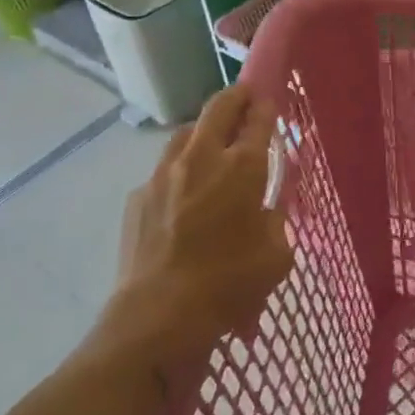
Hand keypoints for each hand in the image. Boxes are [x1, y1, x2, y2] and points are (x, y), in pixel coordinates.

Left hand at [112, 86, 293, 366]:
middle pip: (219, 107)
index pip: (258, 118)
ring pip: (185, 132)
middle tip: (245, 98)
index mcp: (242, 166)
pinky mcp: (138, 196)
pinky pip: (163, 170)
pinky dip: (178, 171)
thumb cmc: (228, 284)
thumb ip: (277, 219)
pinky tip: (182, 195)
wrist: (157, 317)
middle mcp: (202, 157)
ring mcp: (163, 173)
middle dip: (235, 96)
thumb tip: (268, 206)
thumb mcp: (276, 255)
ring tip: (211, 145)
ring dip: (203, 130)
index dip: (266, 104)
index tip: (270, 100)